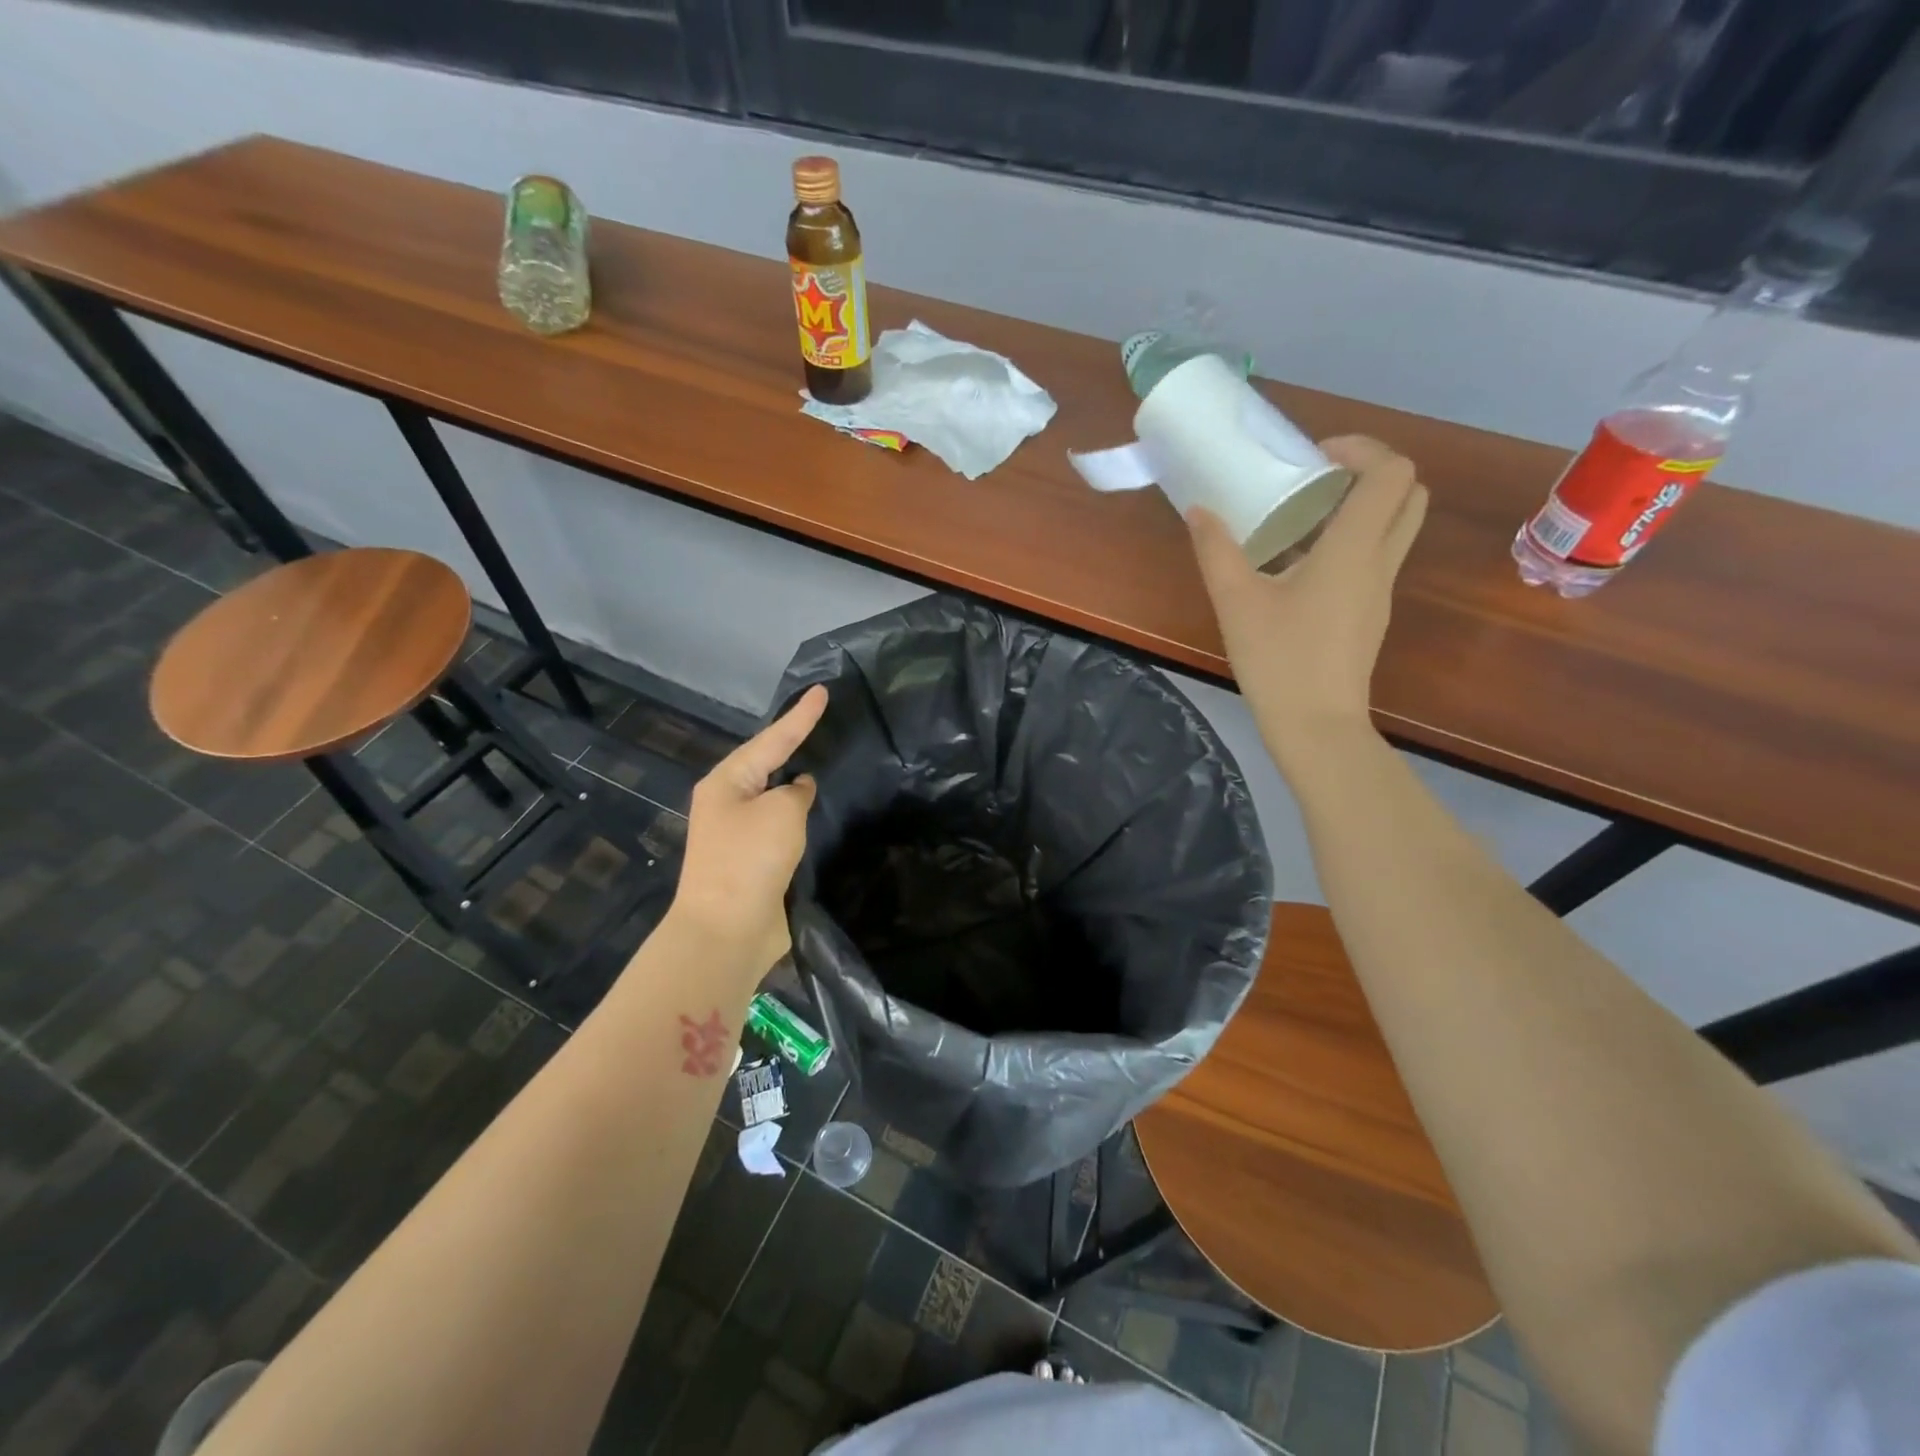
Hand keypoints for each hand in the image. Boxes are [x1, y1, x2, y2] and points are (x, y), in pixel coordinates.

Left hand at [667, 685, 826, 987]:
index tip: (824, 690)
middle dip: (794, 744)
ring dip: (797, 785)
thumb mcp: (781, 812)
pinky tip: (820, 812)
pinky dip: (800, 818)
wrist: (726, 931)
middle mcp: (729, 803)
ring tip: (826, 760)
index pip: (773, 739)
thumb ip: (796, 791)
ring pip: (775, 798)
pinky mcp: (754, 863)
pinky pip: (782, 828)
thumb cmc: (749, 860)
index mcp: (727, 782)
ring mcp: (739, 835)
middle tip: (823, 722)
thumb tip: (798, 789)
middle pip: (768, 764)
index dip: (800, 716)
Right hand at [1188, 435, 1426, 775]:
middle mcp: (1379, 561)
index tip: (1314, 456)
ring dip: (1361, 506)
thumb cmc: (1279, 660)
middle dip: (1370, 472)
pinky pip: (1375, 557)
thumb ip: (1216, 550)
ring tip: (1304, 517)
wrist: (1316, 726)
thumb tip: (1199, 511)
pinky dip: (1351, 540)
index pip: (1391, 473)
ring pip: (1395, 526)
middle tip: (1318, 479)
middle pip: (1408, 493)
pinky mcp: (1371, 613)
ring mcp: (1381, 589)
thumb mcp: (1236, 602)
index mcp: (1354, 549)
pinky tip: (1300, 564)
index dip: (1361, 449)